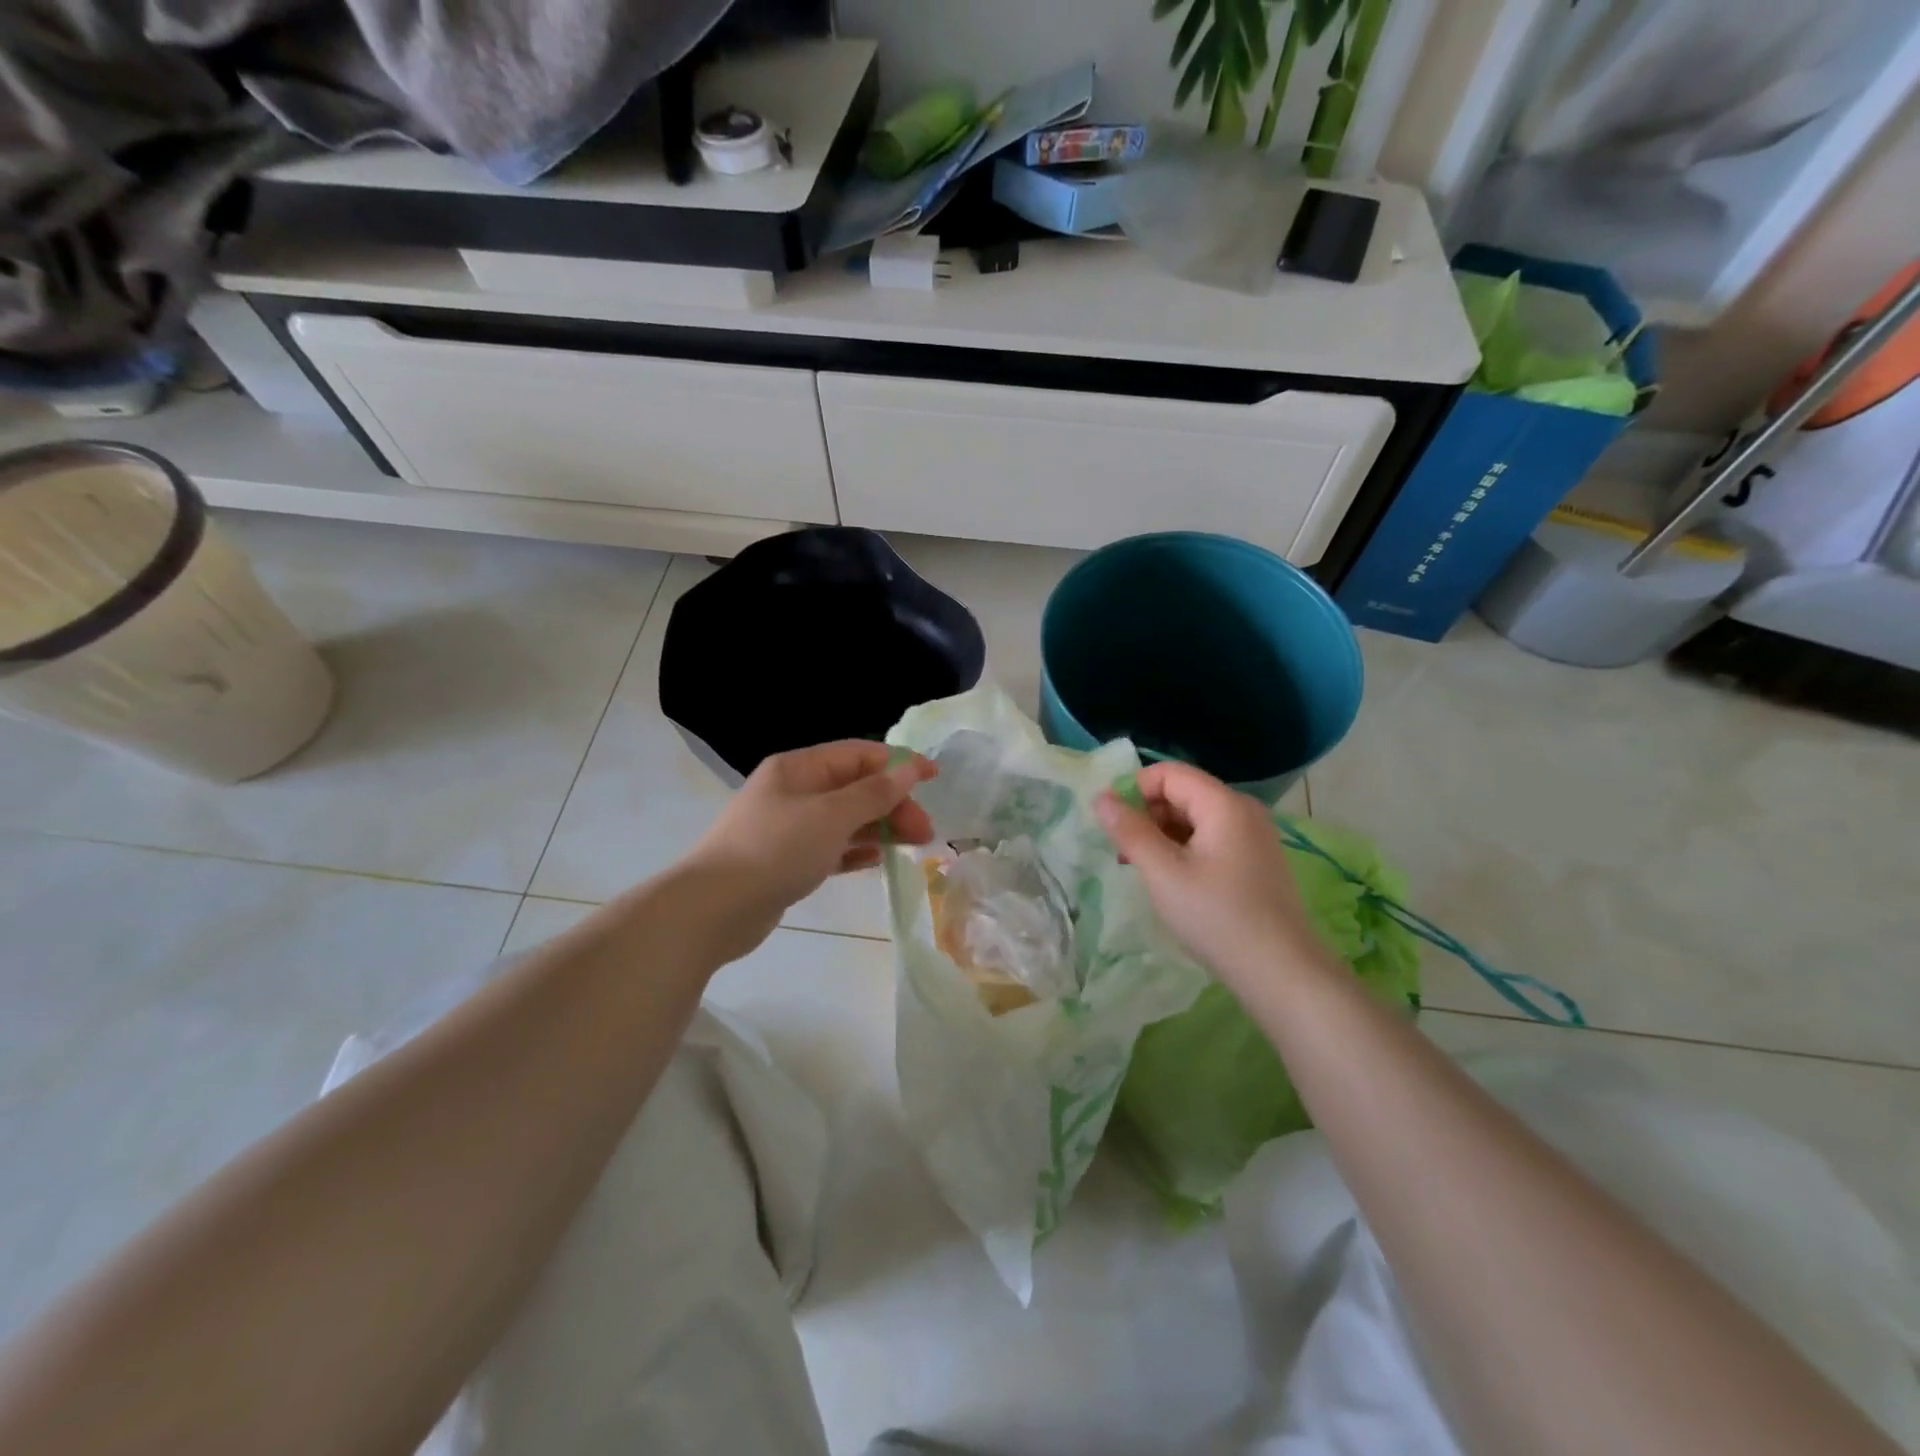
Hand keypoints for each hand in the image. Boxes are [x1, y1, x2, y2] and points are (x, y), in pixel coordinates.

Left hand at [679, 741, 935, 962]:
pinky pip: (830, 848)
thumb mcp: (832, 816)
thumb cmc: (776, 850)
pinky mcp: (786, 861)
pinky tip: (876, 861)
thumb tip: (910, 767)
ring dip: (879, 828)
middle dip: (892, 804)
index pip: (858, 754)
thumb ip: (874, 792)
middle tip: (924, 832)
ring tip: (912, 846)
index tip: (934, 778)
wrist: (714, 909)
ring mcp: (788, 828)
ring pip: (845, 819)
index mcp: (799, 768)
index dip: (898, 763)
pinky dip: (854, 851)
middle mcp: (793, 792)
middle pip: (854, 788)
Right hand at [1094, 761, 1333, 992]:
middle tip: (1122, 852)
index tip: (1110, 823)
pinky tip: (1170, 880)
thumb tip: (1101, 797)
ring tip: (1141, 869)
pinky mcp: (1255, 861)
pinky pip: (1210, 838)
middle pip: (1182, 793)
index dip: (1133, 789)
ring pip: (1194, 818)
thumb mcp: (1163, 873)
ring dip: (1161, 835)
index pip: (1169, 773)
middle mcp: (1243, 811)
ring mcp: (1253, 836)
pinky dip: (1183, 849)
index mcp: (1224, 804)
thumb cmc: (1217, 917)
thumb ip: (1130, 831)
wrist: (1281, 973)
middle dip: (1146, 814)